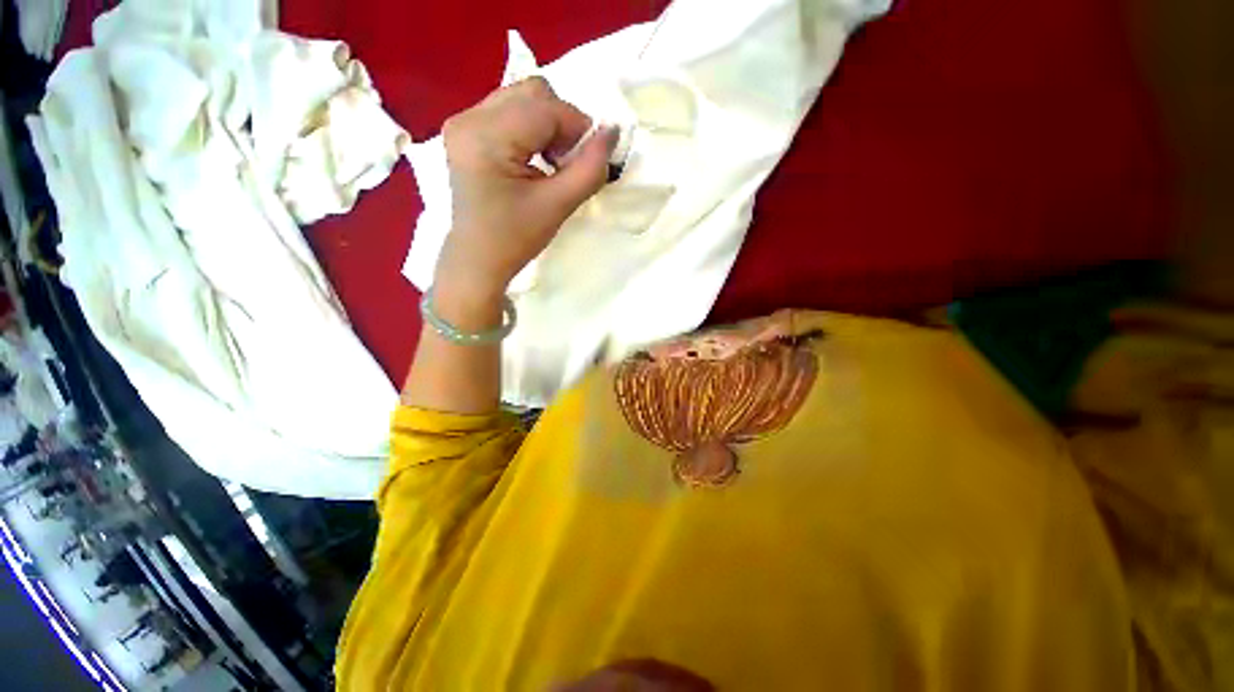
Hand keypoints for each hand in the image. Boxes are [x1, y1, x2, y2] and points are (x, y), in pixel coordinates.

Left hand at [434, 77, 617, 305]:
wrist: (479, 259)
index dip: (578, 129)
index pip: (546, 108)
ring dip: (548, 127)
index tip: (588, 161)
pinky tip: (533, 160)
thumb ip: (590, 169)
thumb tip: (612, 132)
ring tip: (549, 165)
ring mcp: (463, 121)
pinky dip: (532, 130)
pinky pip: (510, 112)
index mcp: (486, 137)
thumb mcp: (558, 206)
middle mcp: (469, 117)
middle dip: (562, 124)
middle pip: (533, 92)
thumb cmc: (516, 239)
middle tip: (565, 164)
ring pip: (523, 98)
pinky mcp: (465, 131)